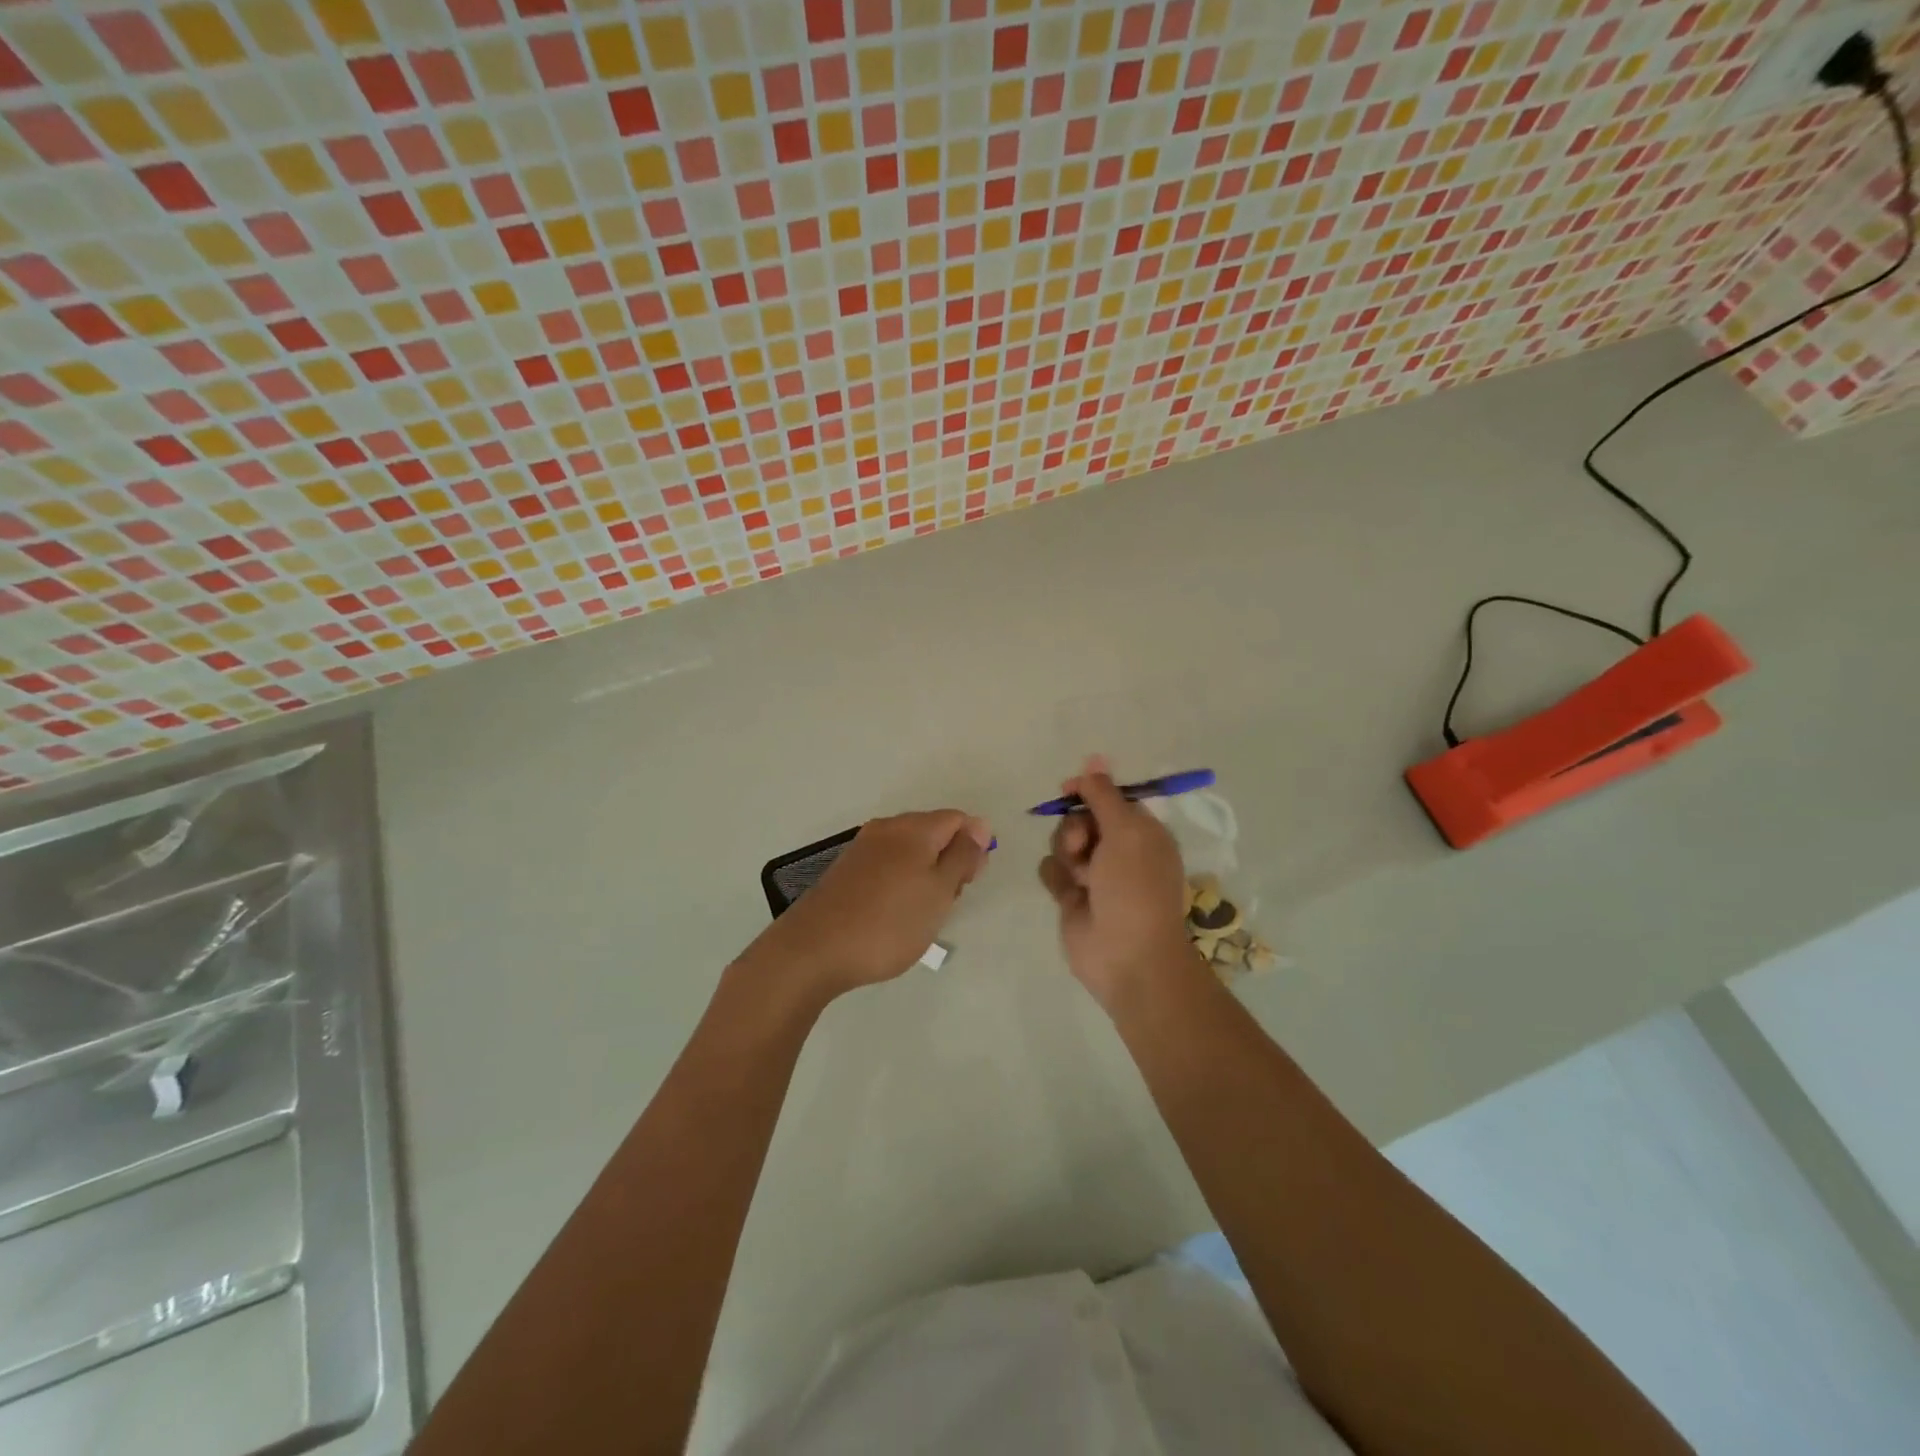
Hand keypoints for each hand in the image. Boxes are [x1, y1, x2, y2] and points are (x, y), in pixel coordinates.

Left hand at [744, 810, 992, 1004]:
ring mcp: (862, 849)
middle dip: (949, 862)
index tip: (968, 883)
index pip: (958, 820)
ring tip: (921, 914)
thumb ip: (963, 856)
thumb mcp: (939, 891)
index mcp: (913, 828)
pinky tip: (894, 914)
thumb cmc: (889, 923)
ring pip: (909, 851)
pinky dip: (900, 883)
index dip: (973, 847)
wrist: (814, 950)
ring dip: (925, 875)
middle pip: (933, 833)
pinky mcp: (846, 871)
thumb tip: (979, 826)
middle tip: (946, 903)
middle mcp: (887, 828)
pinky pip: (887, 866)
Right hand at [1038, 758, 1202, 1012]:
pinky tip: (1069, 894)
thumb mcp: (1125, 831)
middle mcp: (1118, 849)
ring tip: (1081, 878)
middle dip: (1075, 827)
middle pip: (1080, 817)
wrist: (1126, 955)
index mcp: (1141, 831)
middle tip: (1083, 845)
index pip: (1109, 797)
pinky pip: (1050, 870)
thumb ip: (1104, 794)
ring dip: (1066, 854)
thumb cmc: (1134, 888)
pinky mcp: (1071, 895)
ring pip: (1061, 842)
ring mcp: (1093, 873)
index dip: (1088, 791)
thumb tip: (1094, 757)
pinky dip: (1057, 878)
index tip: (1069, 790)